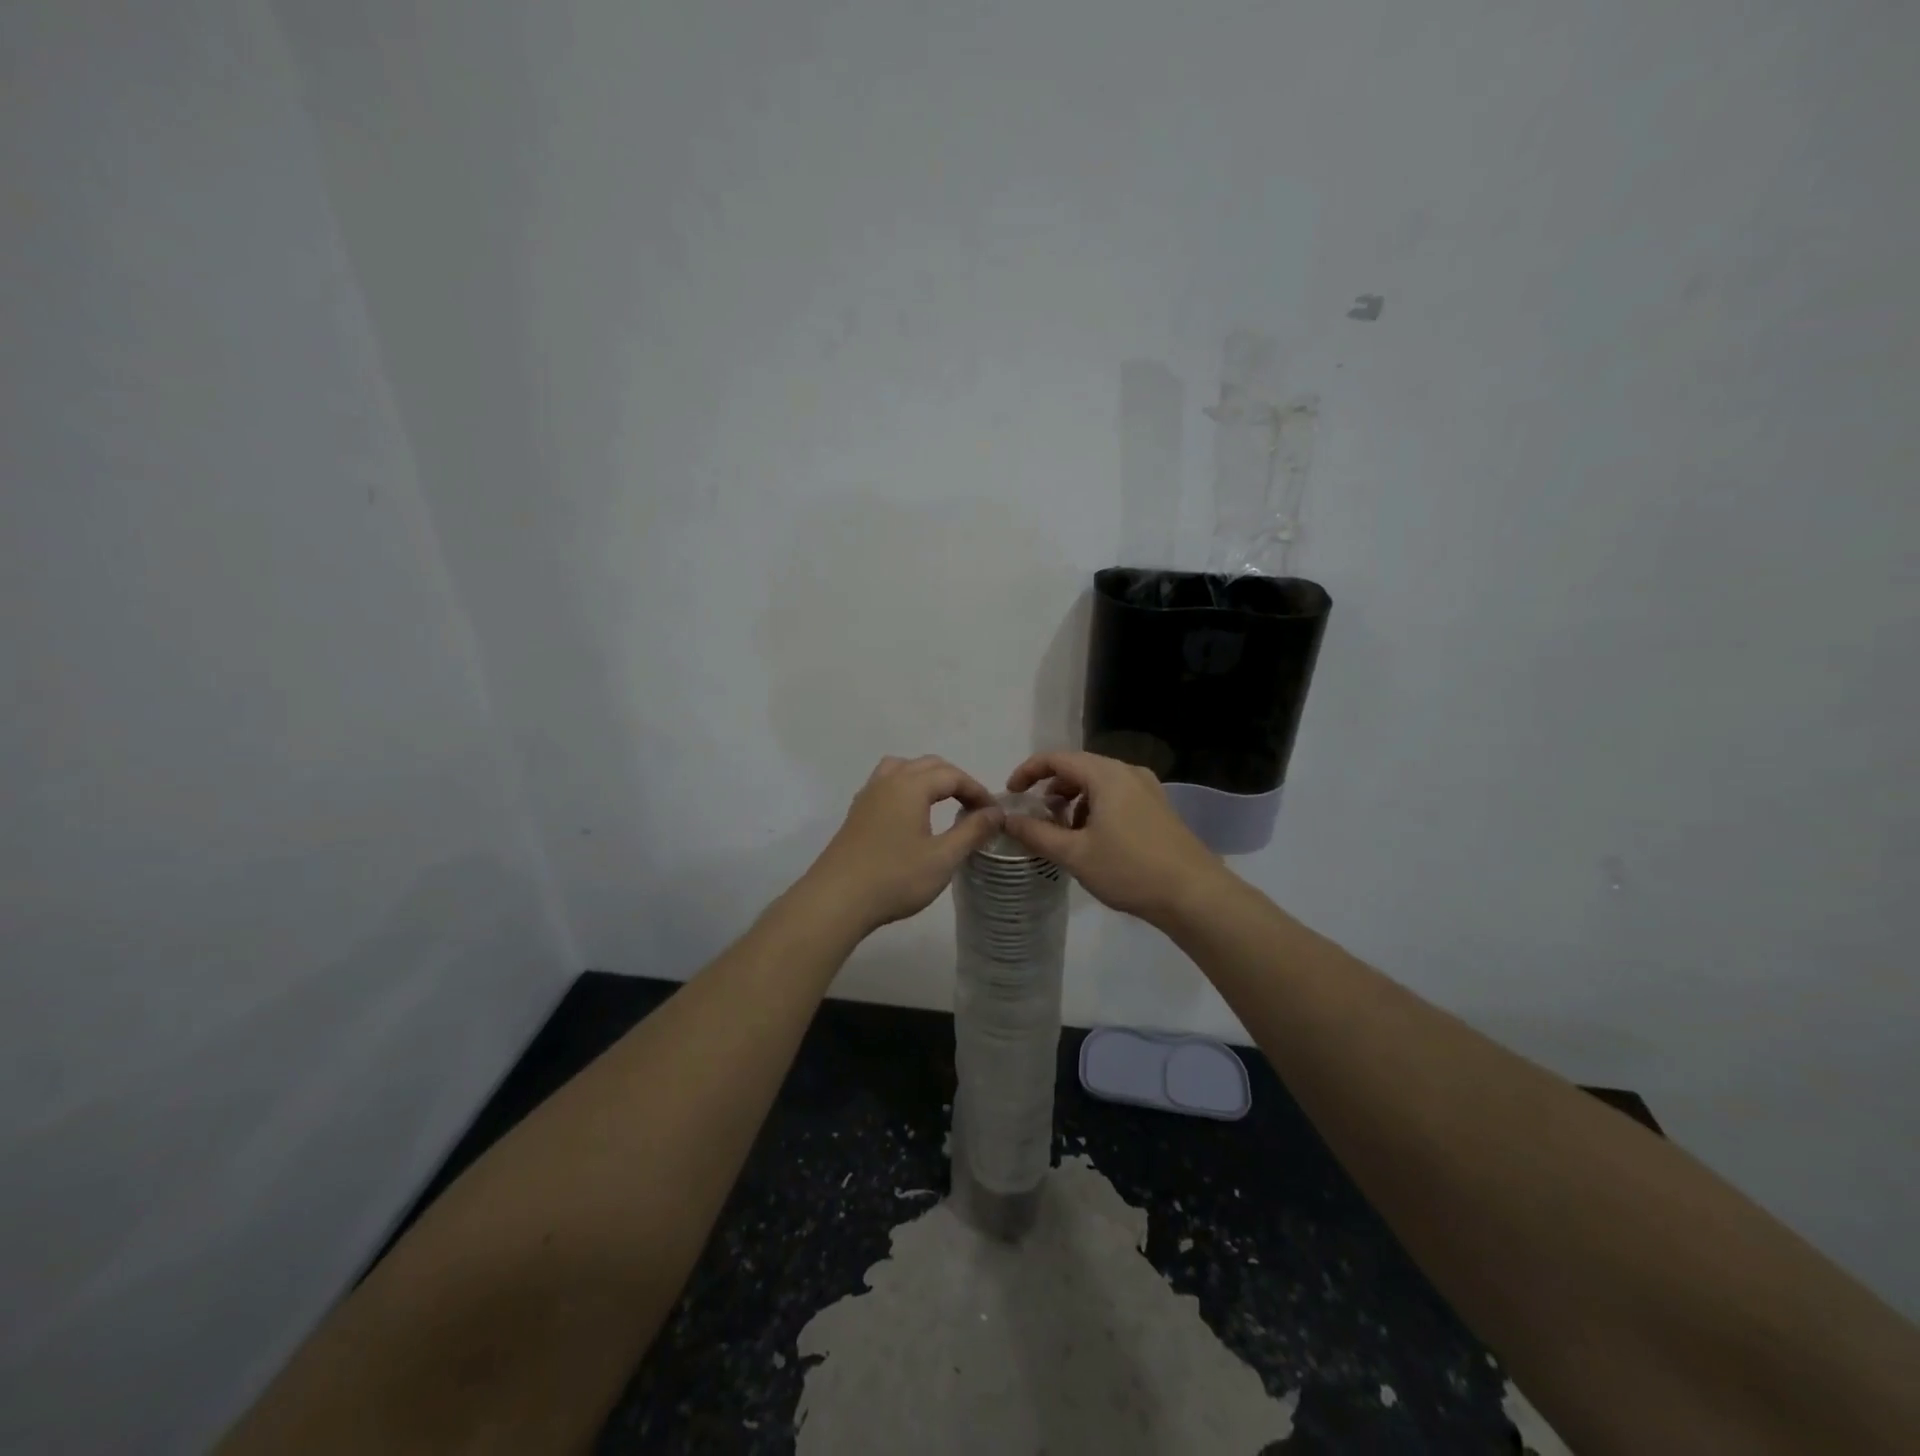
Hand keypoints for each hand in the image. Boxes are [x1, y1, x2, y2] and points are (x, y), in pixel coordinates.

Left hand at [804, 756, 1004, 934]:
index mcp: (911, 786)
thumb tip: (995, 812)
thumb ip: (972, 831)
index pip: (952, 775)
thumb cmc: (895, 878)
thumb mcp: (943, 858)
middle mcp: (888, 781)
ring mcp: (868, 795)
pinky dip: (906, 789)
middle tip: (973, 807)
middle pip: (928, 765)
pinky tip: (911, 816)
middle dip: (954, 780)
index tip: (993, 813)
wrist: (836, 900)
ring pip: (902, 769)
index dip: (976, 790)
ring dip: (926, 779)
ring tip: (941, 803)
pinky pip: (886, 785)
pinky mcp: (856, 813)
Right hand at [1002, 751, 1225, 928]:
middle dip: (1051, 788)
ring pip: (1098, 783)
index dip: (1028, 771)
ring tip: (1063, 832)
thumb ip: (1037, 833)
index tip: (1011, 794)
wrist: (1194, 894)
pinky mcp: (1158, 808)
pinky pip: (1117, 796)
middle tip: (1035, 815)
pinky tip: (1093, 839)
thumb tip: (1007, 820)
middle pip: (1078, 768)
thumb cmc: (1130, 870)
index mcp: (1106, 775)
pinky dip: (1095, 808)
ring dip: (1074, 800)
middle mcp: (1128, 772)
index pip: (1057, 758)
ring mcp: (1147, 789)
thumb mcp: (1075, 854)